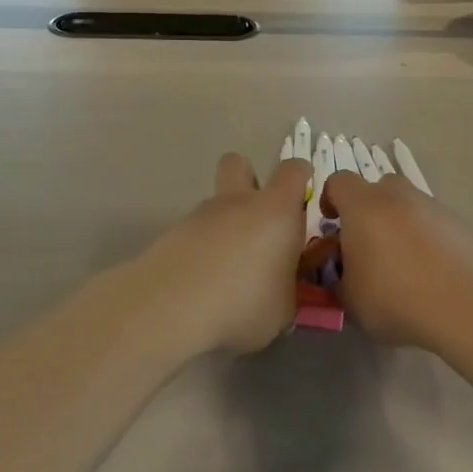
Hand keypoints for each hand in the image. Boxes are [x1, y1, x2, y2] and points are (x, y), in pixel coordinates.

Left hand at [116, 154, 312, 357]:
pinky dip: (200, 249)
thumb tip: (281, 284)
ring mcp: (199, 216)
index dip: (301, 176)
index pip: (293, 170)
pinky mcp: (170, 235)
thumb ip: (287, 287)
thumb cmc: (243, 302)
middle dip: (249, 179)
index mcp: (275, 211)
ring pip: (214, 204)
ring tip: (226, 269)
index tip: (303, 196)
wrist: (169, 307)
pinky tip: (200, 283)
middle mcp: (237, 202)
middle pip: (239, 163)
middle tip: (257, 218)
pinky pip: (193, 233)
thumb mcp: (284, 308)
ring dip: (223, 224)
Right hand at [317, 172, 472, 351]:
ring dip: (398, 225)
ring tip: (401, 265)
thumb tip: (344, 274)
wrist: (470, 304)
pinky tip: (429, 273)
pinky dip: (425, 239)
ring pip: (406, 205)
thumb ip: (339, 280)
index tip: (331, 224)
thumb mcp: (351, 301)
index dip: (330, 199)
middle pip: (376, 189)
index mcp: (363, 206)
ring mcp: (432, 206)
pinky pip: (431, 223)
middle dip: (367, 211)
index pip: (338, 182)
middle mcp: (397, 196)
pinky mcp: (459, 223)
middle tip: (366, 245)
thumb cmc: (397, 298)